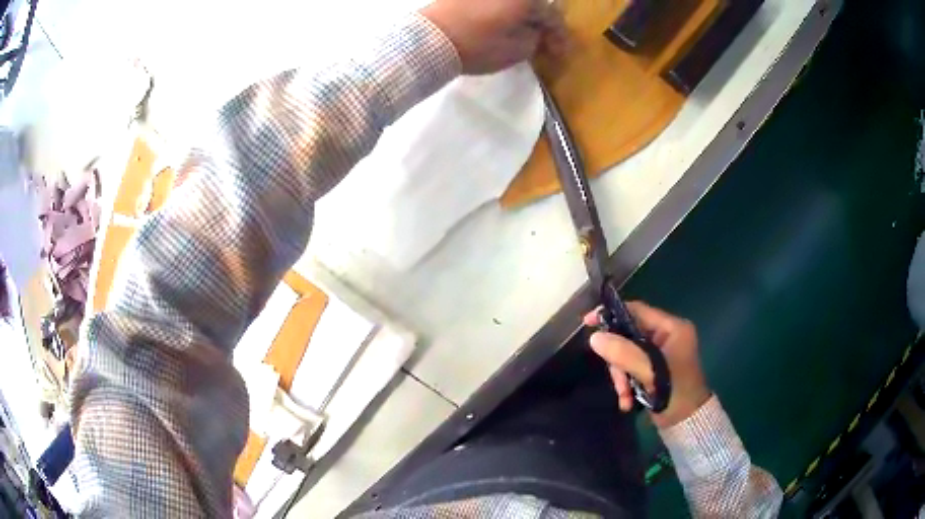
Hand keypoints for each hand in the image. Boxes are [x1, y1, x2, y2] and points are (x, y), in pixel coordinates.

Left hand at [420, 0, 567, 74]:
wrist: (429, 40)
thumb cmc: (477, 45)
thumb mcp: (516, 49)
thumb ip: (535, 39)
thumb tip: (534, 32)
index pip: (552, 16)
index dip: (559, 36)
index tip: (560, 53)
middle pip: (534, 4)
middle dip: (541, 23)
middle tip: (544, 42)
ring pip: (514, 3)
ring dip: (523, 17)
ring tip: (522, 34)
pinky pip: (495, 3)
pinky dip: (504, 12)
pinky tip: (502, 25)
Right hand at [583, 302, 711, 428]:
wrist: (687, 423)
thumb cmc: (675, 393)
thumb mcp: (650, 372)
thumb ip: (623, 353)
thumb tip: (594, 337)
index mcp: (672, 328)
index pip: (638, 311)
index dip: (612, 315)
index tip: (588, 322)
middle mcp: (666, 336)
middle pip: (629, 336)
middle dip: (619, 361)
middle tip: (619, 382)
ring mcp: (660, 353)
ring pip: (627, 355)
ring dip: (622, 377)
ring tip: (624, 396)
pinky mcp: (654, 369)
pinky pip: (631, 368)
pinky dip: (627, 383)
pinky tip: (627, 401)